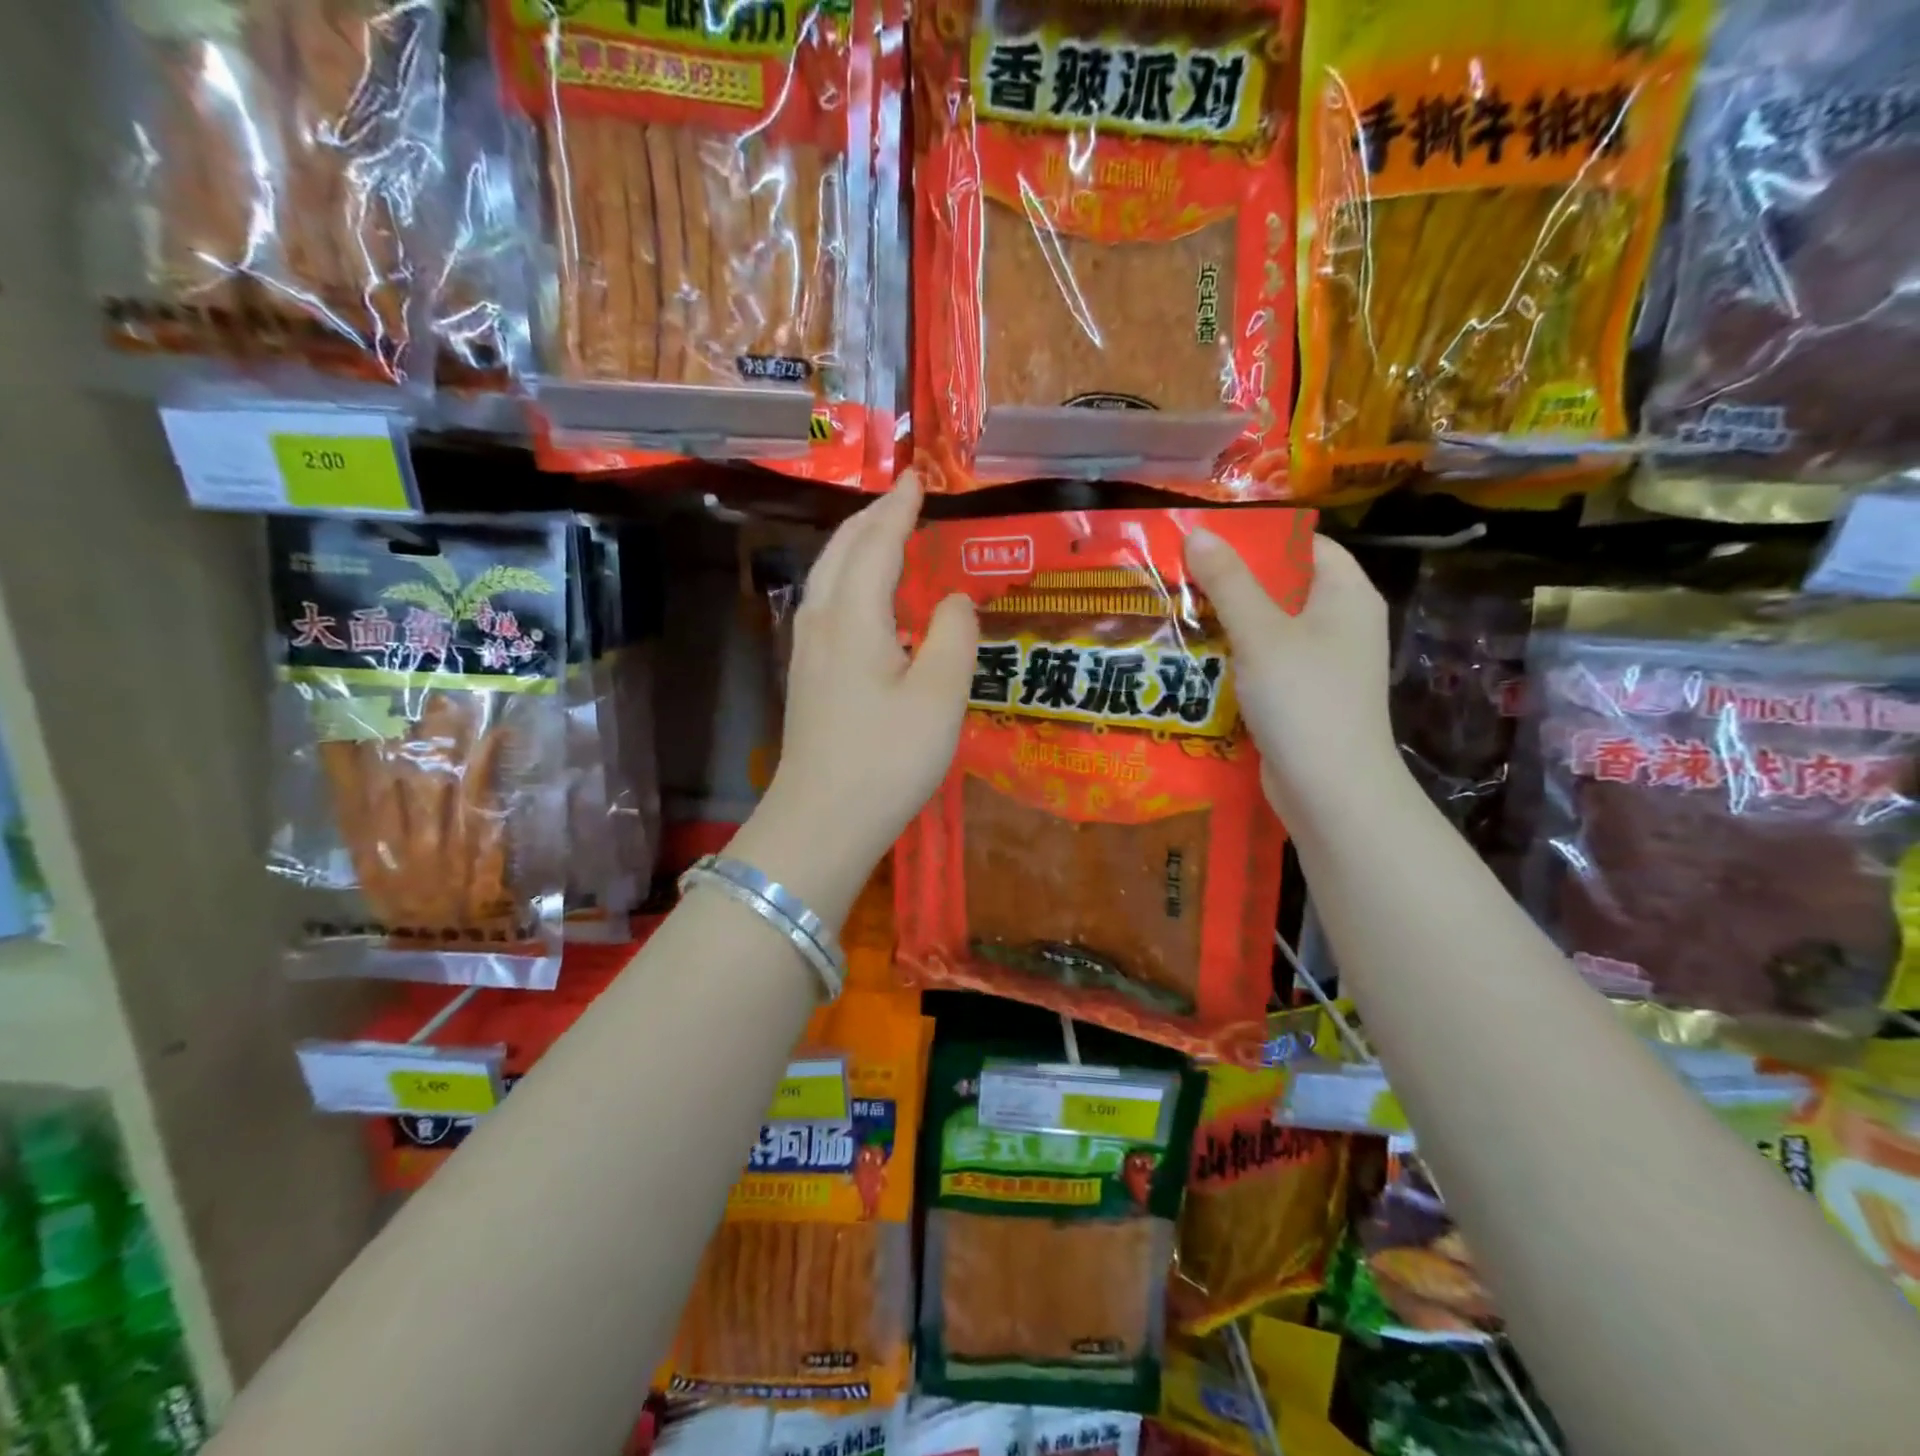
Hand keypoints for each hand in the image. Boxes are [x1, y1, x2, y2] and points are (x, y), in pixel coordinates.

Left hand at [730, 474, 976, 928]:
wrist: (822, 821)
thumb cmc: (886, 759)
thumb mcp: (939, 697)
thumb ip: (953, 636)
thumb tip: (954, 599)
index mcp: (854, 616)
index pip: (877, 543)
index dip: (899, 508)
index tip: (917, 478)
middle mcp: (822, 621)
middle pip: (842, 551)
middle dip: (872, 518)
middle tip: (902, 498)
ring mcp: (807, 650)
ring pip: (828, 576)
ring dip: (856, 545)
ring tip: (885, 536)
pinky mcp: (807, 676)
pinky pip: (827, 603)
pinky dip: (848, 578)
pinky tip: (865, 598)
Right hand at [1183, 527, 1395, 823]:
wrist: (1332, 790)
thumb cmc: (1303, 698)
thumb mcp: (1260, 633)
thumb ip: (1228, 582)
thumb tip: (1197, 533)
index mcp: (1347, 594)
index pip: (1304, 544)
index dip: (1258, 537)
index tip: (1207, 539)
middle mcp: (1342, 623)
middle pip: (1283, 586)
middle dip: (1232, 581)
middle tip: (1178, 574)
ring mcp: (1324, 663)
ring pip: (1269, 628)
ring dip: (1227, 622)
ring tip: (1176, 611)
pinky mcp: (1304, 697)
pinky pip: (1266, 663)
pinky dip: (1235, 658)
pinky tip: (1196, 659)